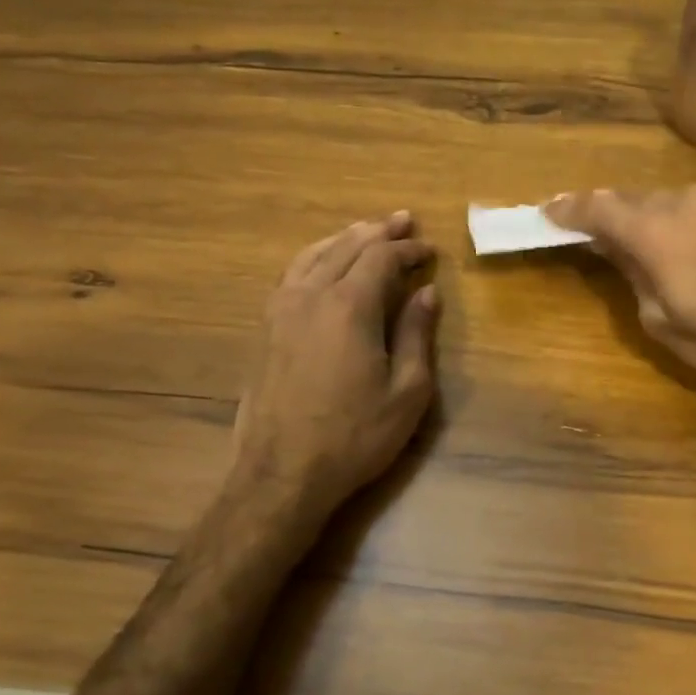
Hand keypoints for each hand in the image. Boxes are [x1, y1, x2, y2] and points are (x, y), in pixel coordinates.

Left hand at [228, 211, 439, 538]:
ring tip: (366, 231)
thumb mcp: (406, 392)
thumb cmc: (354, 436)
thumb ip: (416, 335)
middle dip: (378, 231)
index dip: (408, 248)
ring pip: (313, 254)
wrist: (281, 473)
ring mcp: (281, 309)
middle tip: (403, 221)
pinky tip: (323, 263)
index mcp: (349, 306)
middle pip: (347, 246)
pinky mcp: (265, 328)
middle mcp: (311, 295)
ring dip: (344, 238)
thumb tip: (427, 293)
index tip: (430, 250)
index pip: (381, 257)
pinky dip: (314, 257)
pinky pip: (291, 274)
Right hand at [546, 186, 695, 403]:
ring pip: (669, 202)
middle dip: (610, 216)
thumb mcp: (663, 322)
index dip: (567, 210)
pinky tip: (693, 250)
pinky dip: (685, 223)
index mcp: (654, 230)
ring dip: (650, 220)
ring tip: (648, 248)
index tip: (547, 213)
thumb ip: (633, 276)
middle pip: (632, 200)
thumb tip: (618, 251)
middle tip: (595, 236)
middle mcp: (684, 201)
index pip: (596, 208)